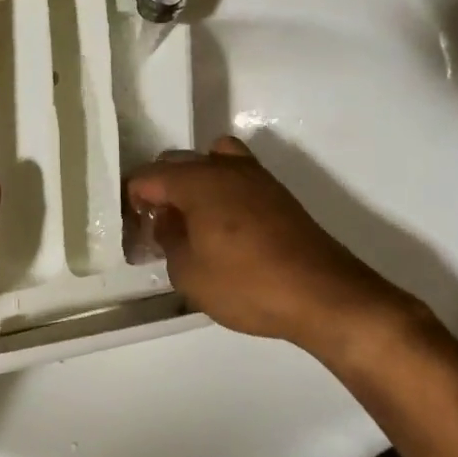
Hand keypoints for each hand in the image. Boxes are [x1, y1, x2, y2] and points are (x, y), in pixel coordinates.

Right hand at [126, 136, 424, 348]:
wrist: (324, 295)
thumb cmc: (246, 285)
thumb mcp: (188, 273)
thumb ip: (168, 240)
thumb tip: (167, 220)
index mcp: (196, 181)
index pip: (147, 177)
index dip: (133, 202)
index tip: (134, 231)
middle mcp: (223, 167)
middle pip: (176, 162)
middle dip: (161, 190)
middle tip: (158, 228)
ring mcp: (255, 176)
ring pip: (210, 161)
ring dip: (194, 183)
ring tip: (193, 220)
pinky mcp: (278, 193)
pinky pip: (236, 176)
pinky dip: (222, 190)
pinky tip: (226, 227)